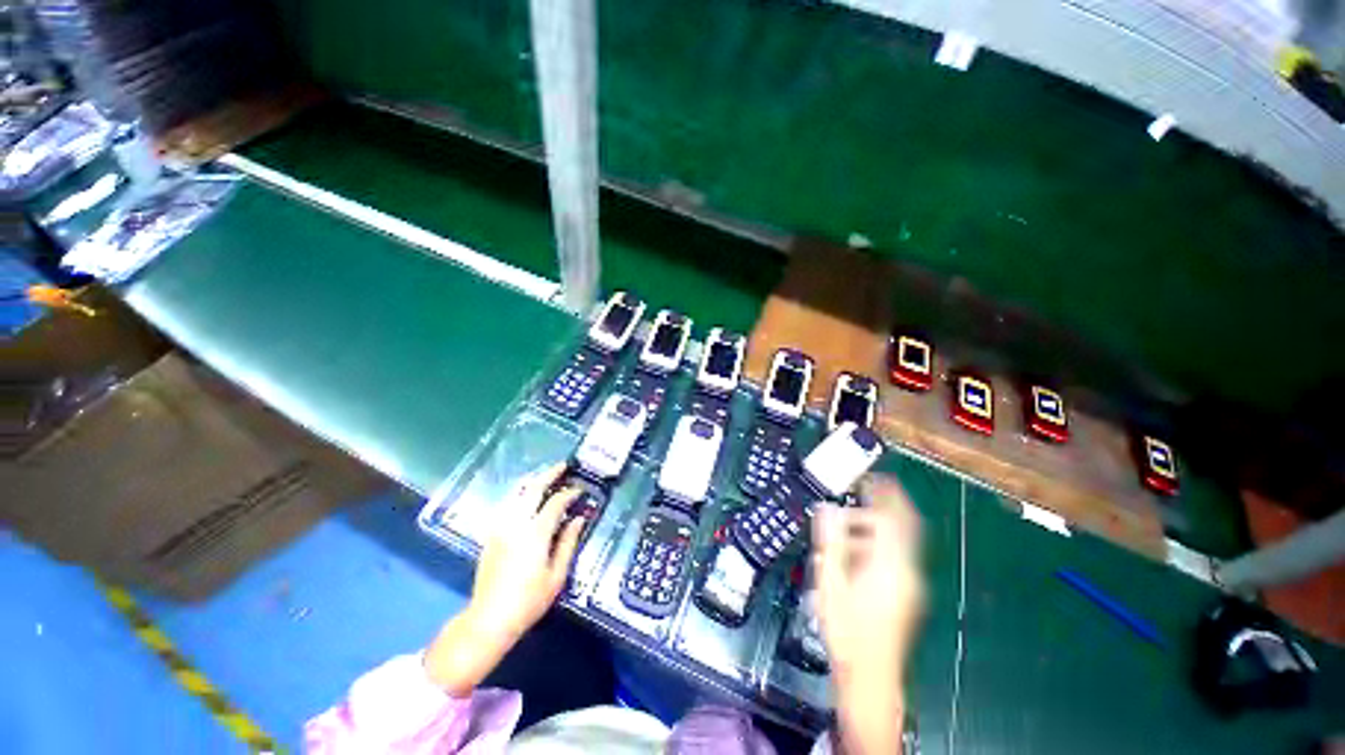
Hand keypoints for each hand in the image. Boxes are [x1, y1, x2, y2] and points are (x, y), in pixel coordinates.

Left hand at [425, 463, 582, 694]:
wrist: (489, 619)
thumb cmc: (529, 601)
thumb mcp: (557, 575)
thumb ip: (568, 542)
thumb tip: (579, 518)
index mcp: (535, 533)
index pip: (555, 503)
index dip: (570, 493)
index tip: (580, 490)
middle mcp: (516, 524)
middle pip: (533, 489)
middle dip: (549, 474)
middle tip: (562, 467)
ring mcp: (500, 527)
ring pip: (516, 493)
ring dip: (532, 481)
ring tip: (545, 476)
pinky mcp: (491, 534)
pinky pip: (506, 504)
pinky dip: (519, 494)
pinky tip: (525, 496)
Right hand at [812, 474, 924, 754]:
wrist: (870, 678)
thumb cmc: (848, 631)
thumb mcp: (831, 582)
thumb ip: (831, 542)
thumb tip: (827, 510)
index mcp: (891, 565)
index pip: (895, 517)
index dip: (885, 493)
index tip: (870, 476)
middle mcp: (907, 570)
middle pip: (905, 526)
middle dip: (888, 503)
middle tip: (864, 488)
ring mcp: (910, 583)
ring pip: (900, 541)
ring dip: (877, 525)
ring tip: (847, 524)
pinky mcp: (906, 593)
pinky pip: (896, 555)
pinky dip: (878, 541)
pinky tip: (855, 550)